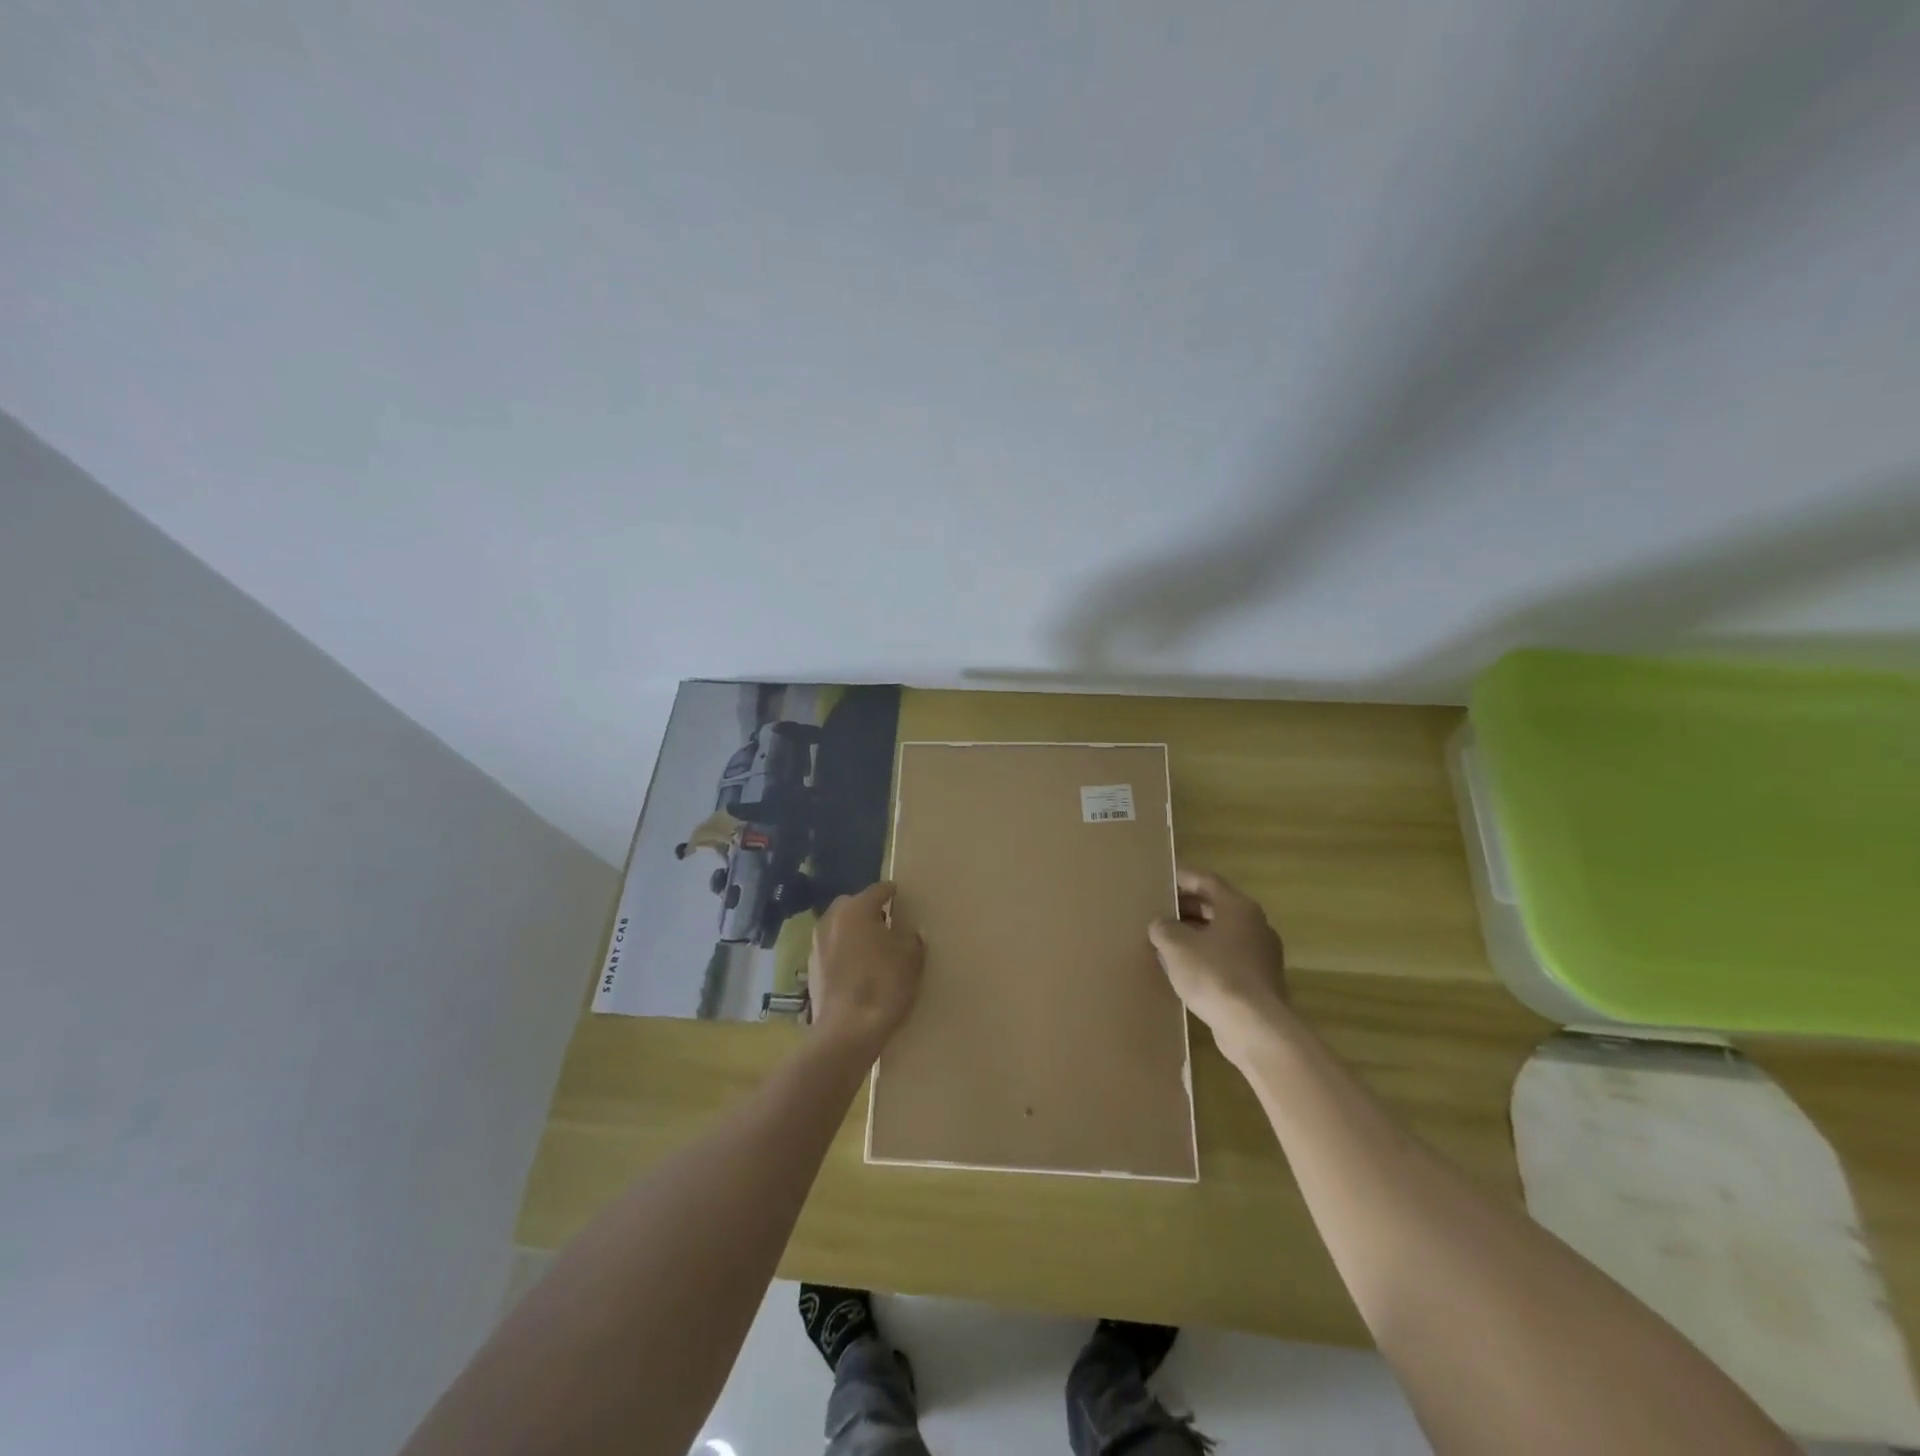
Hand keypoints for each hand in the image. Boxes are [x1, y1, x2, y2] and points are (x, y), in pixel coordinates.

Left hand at [807, 881, 924, 1055]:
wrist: (847, 1031)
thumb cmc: (883, 986)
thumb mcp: (911, 960)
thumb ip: (913, 939)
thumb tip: (914, 932)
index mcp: (857, 910)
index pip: (876, 890)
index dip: (890, 891)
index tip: (898, 893)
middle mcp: (832, 920)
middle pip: (851, 904)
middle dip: (866, 908)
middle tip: (885, 920)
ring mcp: (817, 944)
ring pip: (836, 926)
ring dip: (851, 930)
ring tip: (870, 944)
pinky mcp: (810, 968)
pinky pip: (830, 948)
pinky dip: (842, 950)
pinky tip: (855, 966)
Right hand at [1149, 869, 1288, 1066]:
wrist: (1255, 1027)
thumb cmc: (1215, 975)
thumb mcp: (1176, 946)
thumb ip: (1164, 928)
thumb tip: (1161, 924)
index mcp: (1238, 908)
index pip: (1206, 881)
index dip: (1182, 878)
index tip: (1161, 880)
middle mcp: (1255, 925)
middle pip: (1216, 907)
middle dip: (1187, 908)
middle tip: (1160, 911)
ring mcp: (1262, 954)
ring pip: (1223, 934)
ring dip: (1196, 935)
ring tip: (1167, 941)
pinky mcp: (1261, 981)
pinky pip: (1229, 958)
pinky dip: (1207, 957)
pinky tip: (1186, 971)